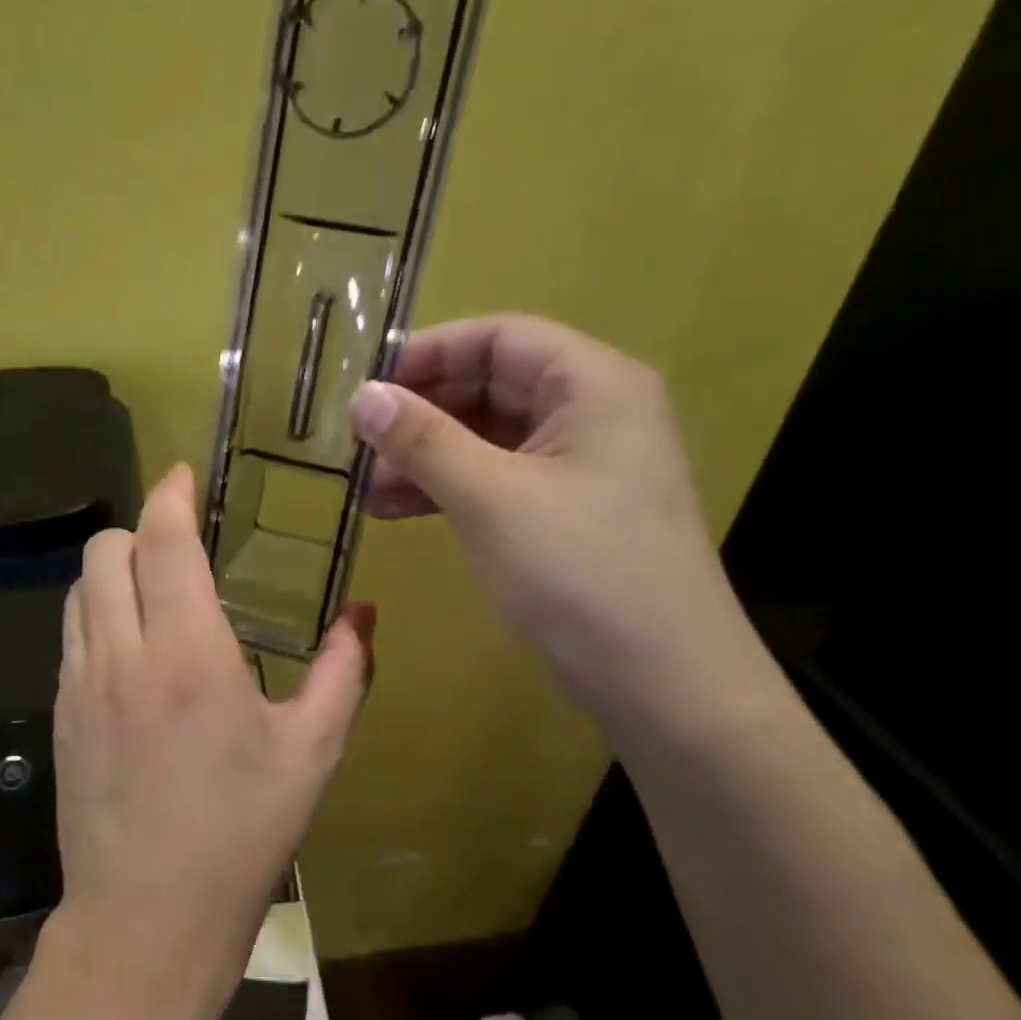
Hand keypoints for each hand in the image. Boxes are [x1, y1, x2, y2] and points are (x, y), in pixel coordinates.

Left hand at [41, 463, 374, 1019]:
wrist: (144, 923)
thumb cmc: (240, 838)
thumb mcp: (311, 755)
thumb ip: (342, 673)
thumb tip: (364, 614)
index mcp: (188, 655)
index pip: (162, 542)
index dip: (171, 495)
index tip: (186, 475)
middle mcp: (121, 655)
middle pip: (105, 550)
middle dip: (140, 529)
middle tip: (181, 546)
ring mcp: (79, 685)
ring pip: (79, 589)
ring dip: (114, 571)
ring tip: (156, 593)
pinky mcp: (60, 716)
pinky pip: (70, 635)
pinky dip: (97, 615)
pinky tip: (133, 652)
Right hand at [349, 313, 754, 722]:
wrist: (661, 681)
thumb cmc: (579, 571)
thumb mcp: (490, 497)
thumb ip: (423, 440)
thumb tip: (361, 395)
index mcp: (592, 385)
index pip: (500, 338)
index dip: (429, 354)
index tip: (367, 387)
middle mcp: (593, 413)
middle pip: (492, 386)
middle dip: (422, 413)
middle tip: (359, 444)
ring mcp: (582, 467)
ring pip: (489, 439)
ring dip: (427, 457)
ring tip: (366, 488)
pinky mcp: (568, 514)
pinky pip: (499, 481)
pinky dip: (450, 490)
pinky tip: (398, 510)